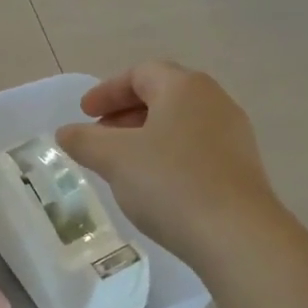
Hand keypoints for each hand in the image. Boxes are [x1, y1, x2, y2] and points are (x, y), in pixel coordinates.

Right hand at [57, 61, 280, 264]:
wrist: (236, 235)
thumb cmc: (170, 183)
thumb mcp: (114, 159)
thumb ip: (84, 140)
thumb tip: (66, 132)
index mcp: (184, 87)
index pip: (140, 73)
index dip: (107, 90)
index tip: (84, 113)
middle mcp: (214, 101)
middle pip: (163, 95)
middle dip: (126, 112)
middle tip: (99, 136)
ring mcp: (233, 134)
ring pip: (180, 123)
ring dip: (146, 135)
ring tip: (123, 162)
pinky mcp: (240, 167)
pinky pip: (195, 148)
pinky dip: (168, 155)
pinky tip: (154, 183)